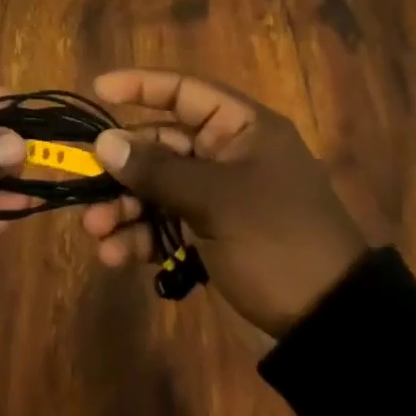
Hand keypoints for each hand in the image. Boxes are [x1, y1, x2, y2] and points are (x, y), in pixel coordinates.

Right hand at [79, 69, 366, 336]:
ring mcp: (217, 199)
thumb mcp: (216, 200)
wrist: (329, 330)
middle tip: (87, 185)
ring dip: (124, 206)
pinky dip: (140, 236)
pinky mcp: (210, 237)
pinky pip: (165, 224)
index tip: (98, 90)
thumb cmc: (276, 241)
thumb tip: (103, 142)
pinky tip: (115, 255)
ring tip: (97, 230)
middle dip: (123, 166)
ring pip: (157, 187)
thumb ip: (157, 169)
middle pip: (161, 143)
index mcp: (241, 129)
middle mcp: (227, 156)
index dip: (140, 85)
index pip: (183, 91)